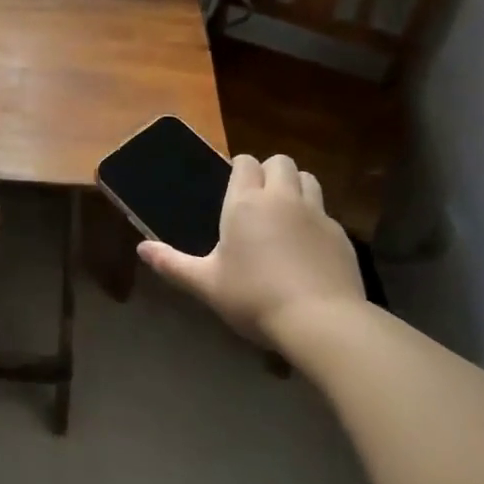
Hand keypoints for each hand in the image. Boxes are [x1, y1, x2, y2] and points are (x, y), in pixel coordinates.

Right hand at [136, 154, 364, 347]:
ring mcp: (316, 215)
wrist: (322, 321)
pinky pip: (325, 212)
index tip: (233, 188)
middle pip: (280, 162)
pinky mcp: (341, 236)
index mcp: (245, 203)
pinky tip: (306, 247)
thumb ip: (172, 264)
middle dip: (269, 171)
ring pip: (308, 180)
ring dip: (295, 187)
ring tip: (284, 214)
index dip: (239, 169)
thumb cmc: (254, 298)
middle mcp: (282, 199)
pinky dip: (314, 219)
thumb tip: (141, 249)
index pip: (245, 163)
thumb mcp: (206, 284)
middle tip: (257, 199)